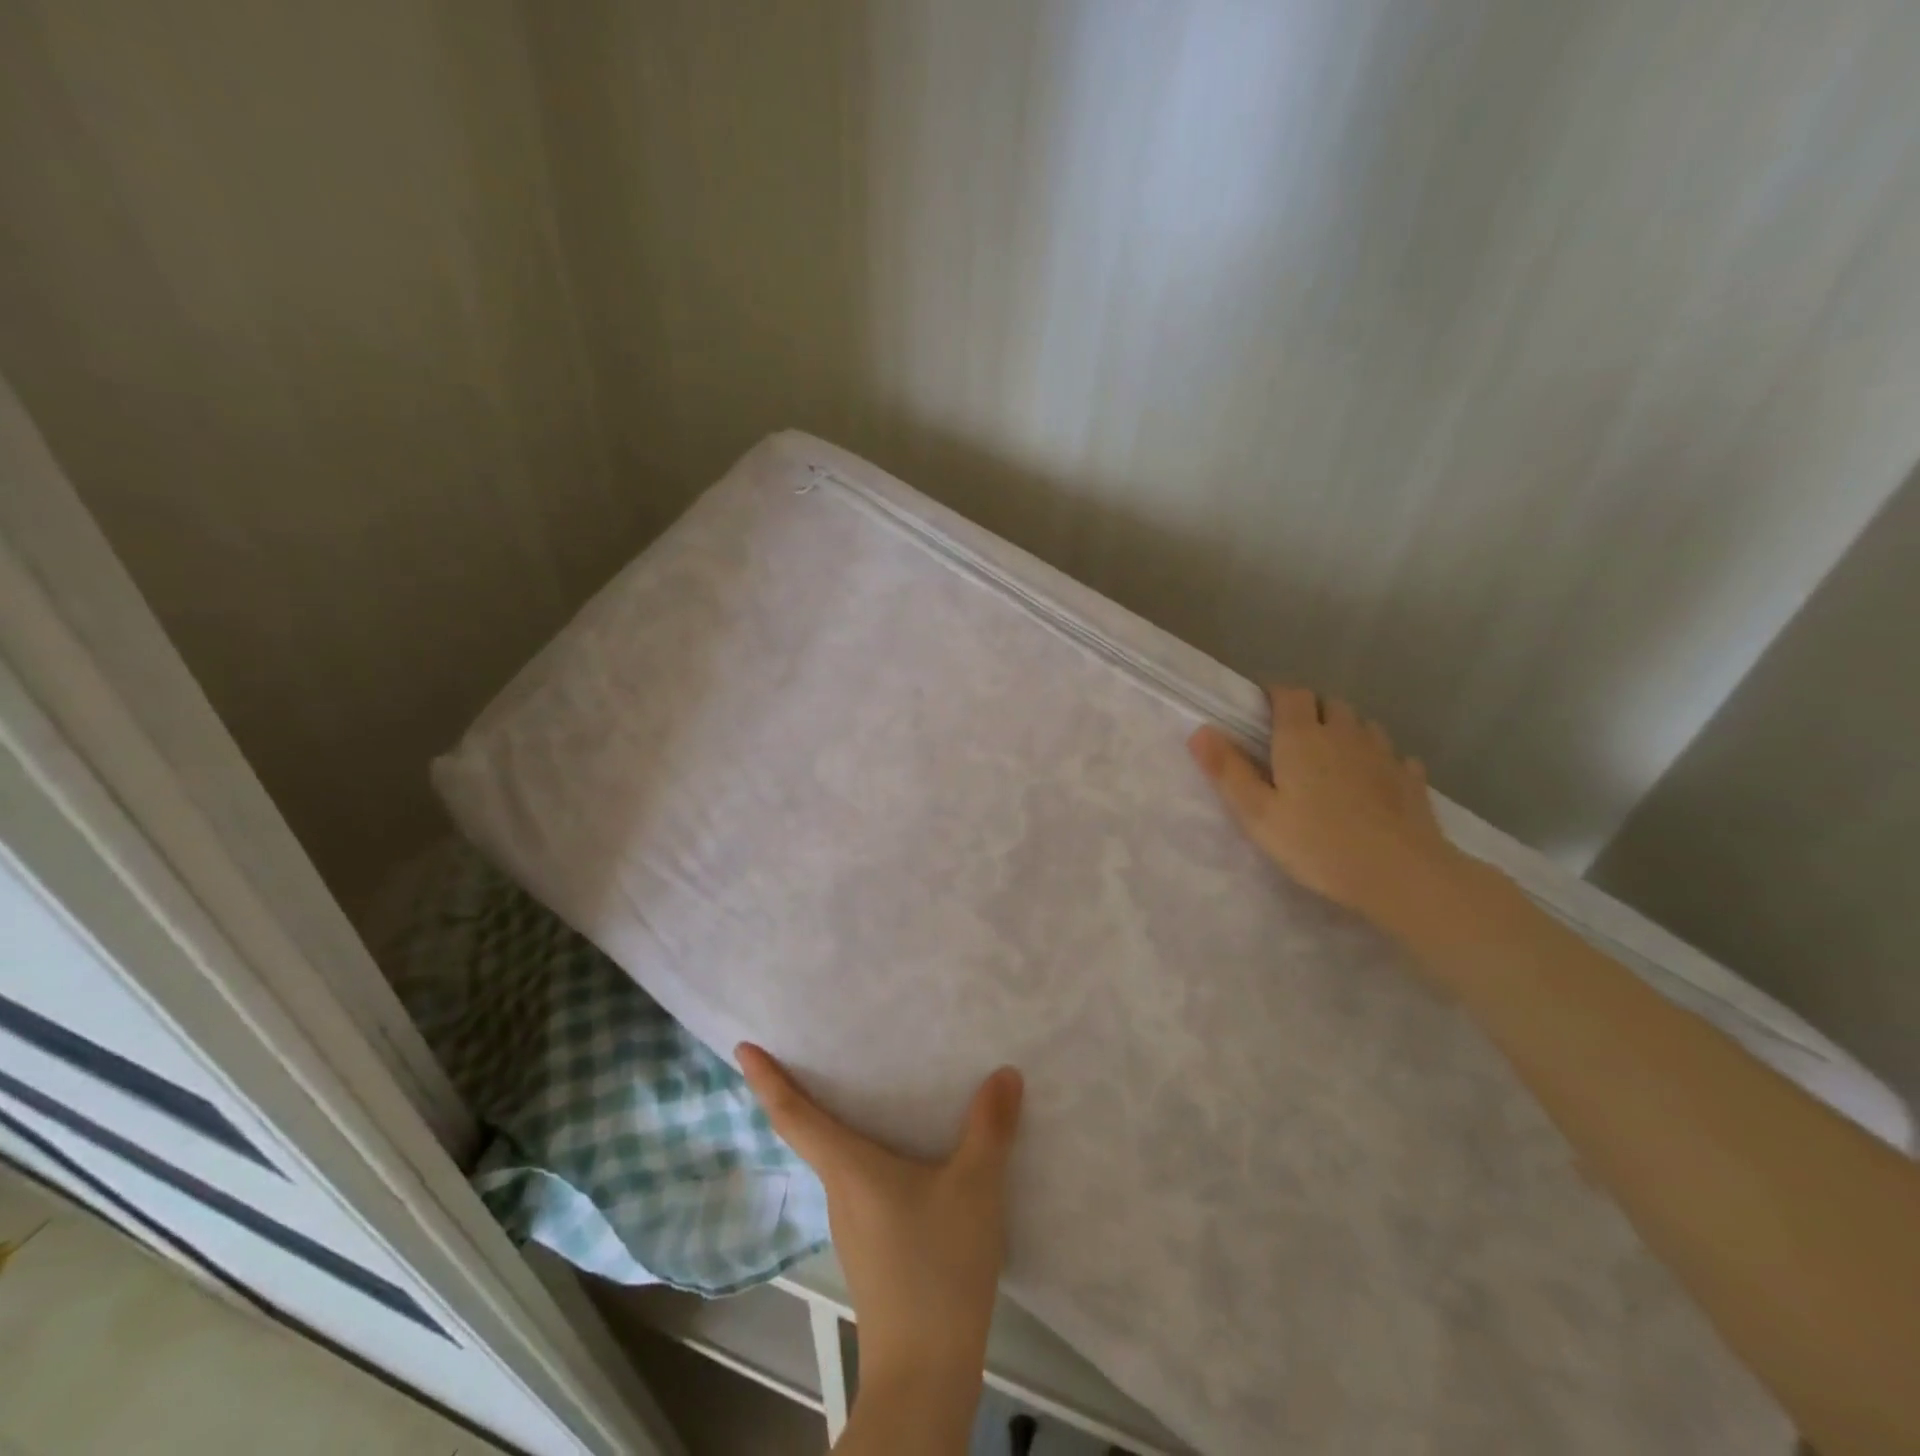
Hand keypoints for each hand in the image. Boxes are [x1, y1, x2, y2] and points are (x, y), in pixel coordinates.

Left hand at [736, 1044, 1022, 1396]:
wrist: (926, 1375)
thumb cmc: (937, 1267)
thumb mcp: (974, 1187)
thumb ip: (989, 1128)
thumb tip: (1004, 1073)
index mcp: (848, 1168)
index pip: (792, 1115)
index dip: (766, 1079)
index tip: (743, 1050)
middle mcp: (840, 1192)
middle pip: (811, 1134)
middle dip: (804, 1092)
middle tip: (814, 1049)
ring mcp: (853, 1226)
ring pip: (839, 1161)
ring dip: (841, 1123)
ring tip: (868, 1089)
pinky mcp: (871, 1250)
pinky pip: (861, 1184)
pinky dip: (868, 1155)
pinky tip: (906, 1155)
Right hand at [1187, 685, 1468, 933]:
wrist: (1399, 874)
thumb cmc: (1317, 844)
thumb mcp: (1257, 813)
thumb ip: (1228, 770)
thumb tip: (1200, 730)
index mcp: (1302, 737)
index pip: (1291, 693)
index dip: (1276, 695)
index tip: (1262, 711)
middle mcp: (1345, 734)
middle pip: (1329, 703)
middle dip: (1311, 711)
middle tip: (1293, 740)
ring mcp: (1384, 754)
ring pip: (1363, 725)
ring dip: (1346, 731)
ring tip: (1332, 759)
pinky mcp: (1411, 779)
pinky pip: (1393, 755)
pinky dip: (1379, 760)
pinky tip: (1374, 781)